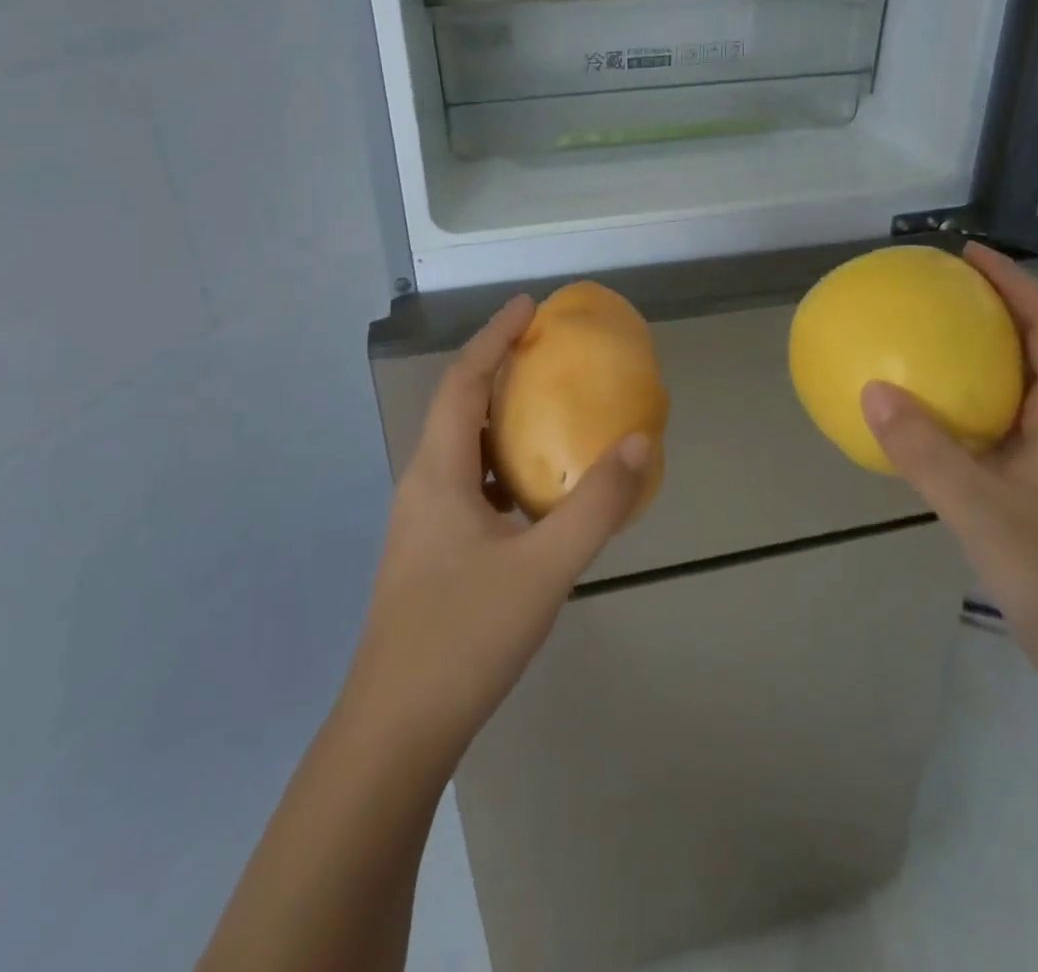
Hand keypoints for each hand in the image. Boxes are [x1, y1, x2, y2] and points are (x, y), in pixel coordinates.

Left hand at [342, 296, 646, 769]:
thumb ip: (596, 505)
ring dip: (500, 417)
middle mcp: (423, 485)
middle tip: (546, 350)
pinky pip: (470, 483)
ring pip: (463, 448)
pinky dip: (503, 464)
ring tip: (546, 406)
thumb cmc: (465, 637)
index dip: (494, 337)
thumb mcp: (544, 568)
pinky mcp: (433, 552)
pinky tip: (535, 489)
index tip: (529, 306)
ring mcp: (423, 522)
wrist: (397, 732)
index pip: (464, 382)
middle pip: (459, 407)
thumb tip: (640, 440)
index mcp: (437, 473)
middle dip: (498, 369)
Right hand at [859, 244, 1037, 679]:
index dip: (1017, 284)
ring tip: (932, 334)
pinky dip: (968, 398)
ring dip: (985, 351)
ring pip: (1022, 384)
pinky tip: (928, 412)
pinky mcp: (1037, 484)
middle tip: (944, 287)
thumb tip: (872, 389)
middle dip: (999, 307)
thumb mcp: (981, 510)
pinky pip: (1000, 419)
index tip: (971, 255)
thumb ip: (926, 451)